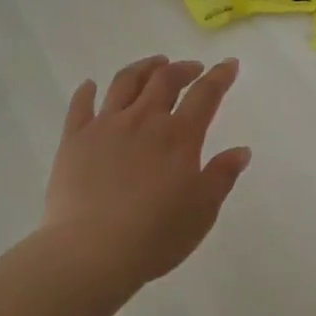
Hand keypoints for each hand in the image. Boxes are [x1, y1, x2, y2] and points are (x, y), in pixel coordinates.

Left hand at [42, 55, 251, 285]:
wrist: (91, 251)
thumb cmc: (155, 235)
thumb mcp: (202, 211)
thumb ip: (221, 176)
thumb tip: (241, 151)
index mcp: (179, 136)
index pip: (205, 94)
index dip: (220, 76)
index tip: (229, 64)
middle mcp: (144, 120)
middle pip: (165, 79)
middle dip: (183, 68)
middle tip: (192, 68)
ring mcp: (106, 126)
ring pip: (125, 82)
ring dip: (143, 68)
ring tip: (153, 64)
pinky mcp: (74, 139)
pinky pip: (81, 105)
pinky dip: (87, 91)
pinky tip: (90, 85)